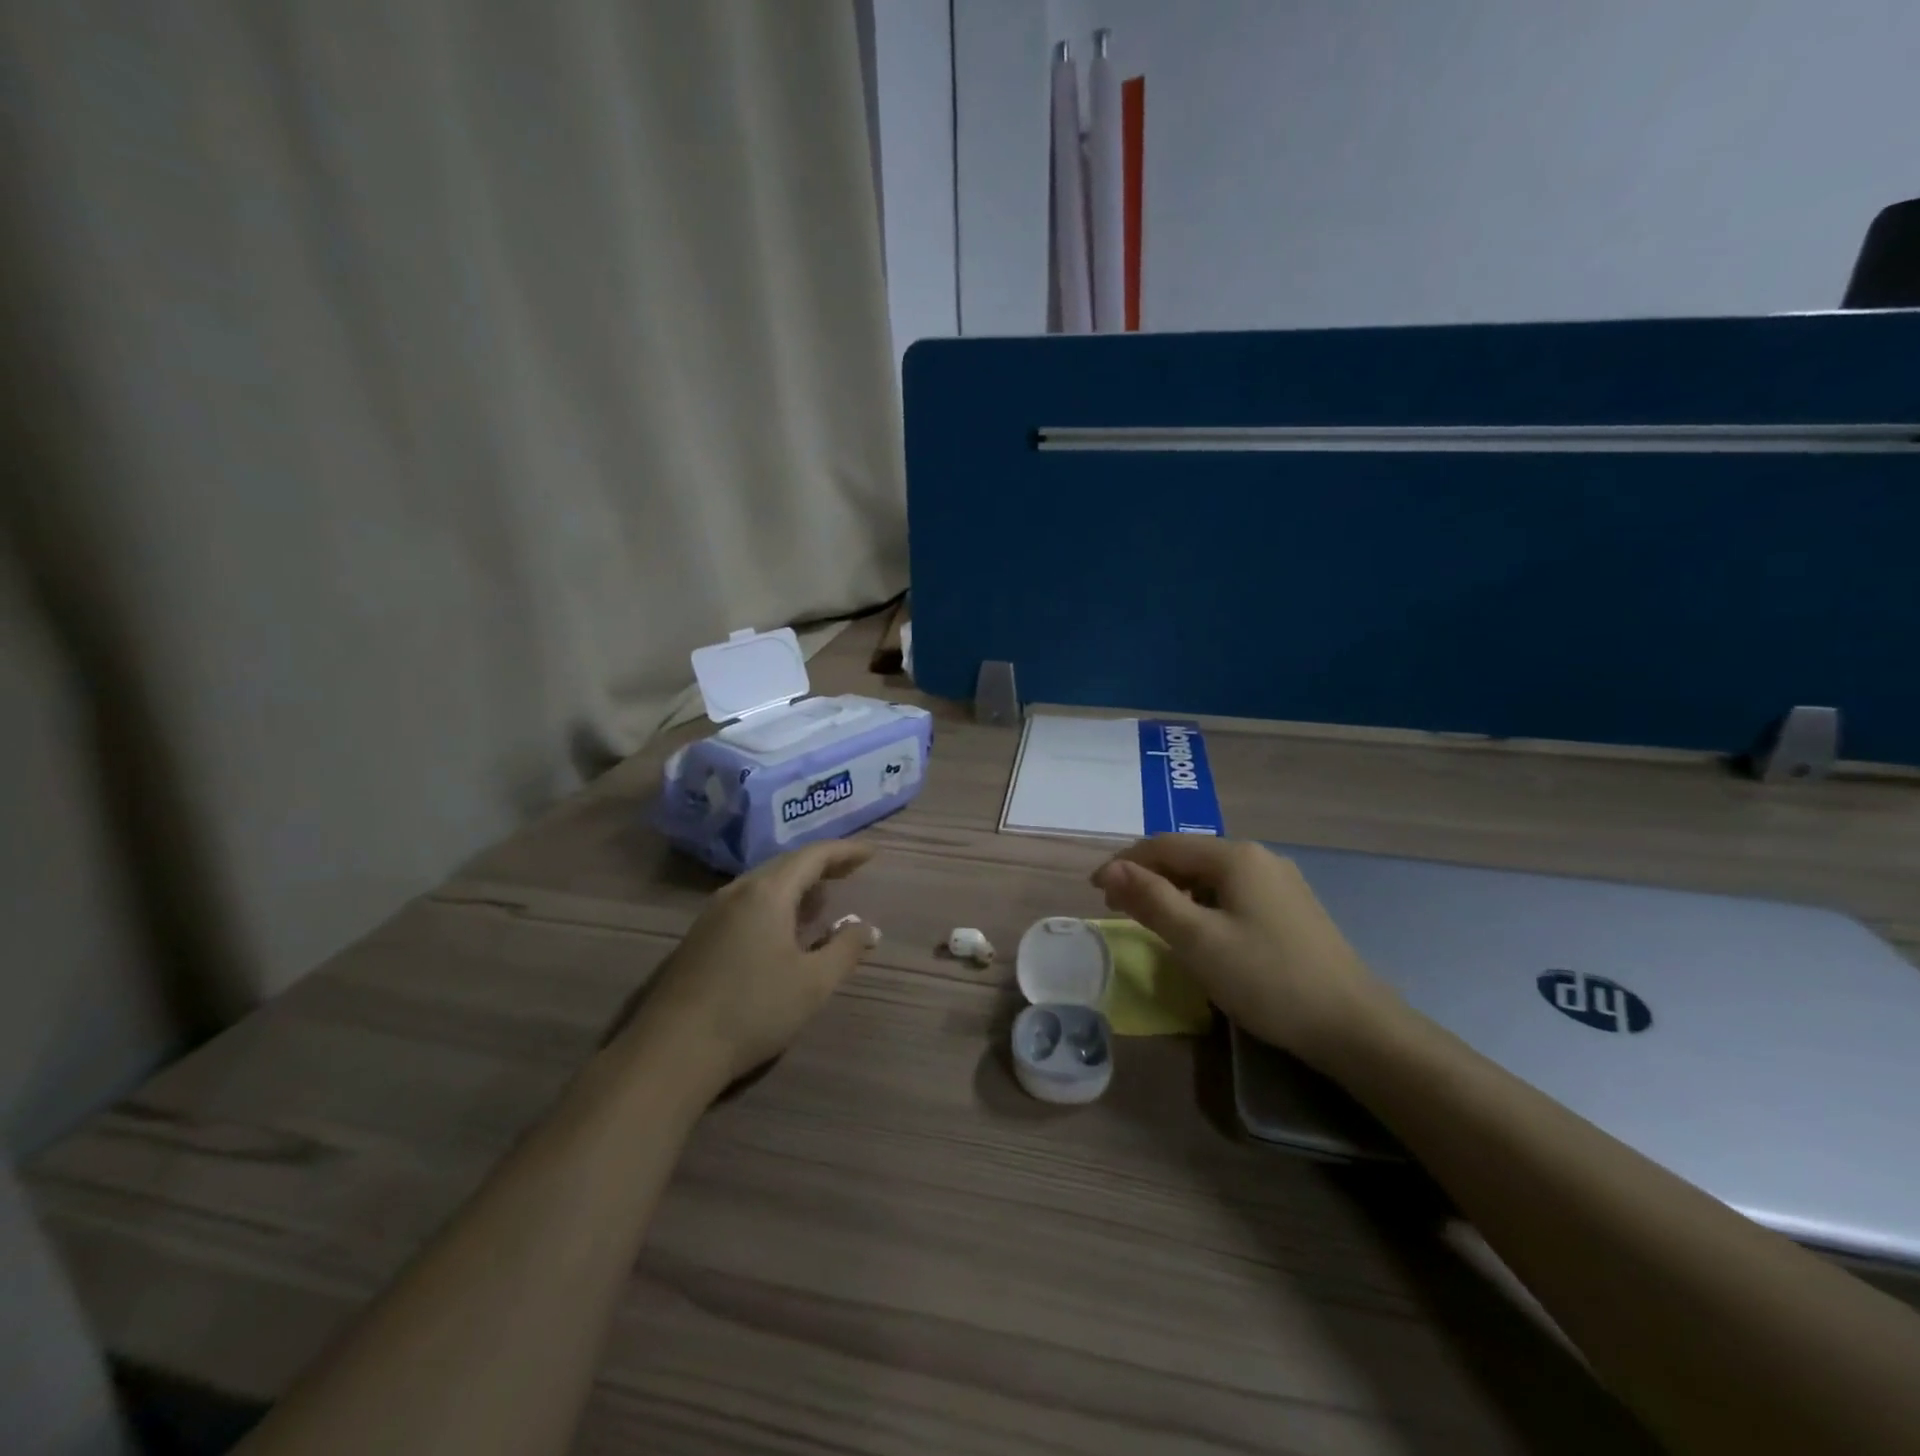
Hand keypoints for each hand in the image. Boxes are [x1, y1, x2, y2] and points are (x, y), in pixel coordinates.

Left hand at [623, 842, 880, 1090]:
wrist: (673, 1051)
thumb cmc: (753, 1010)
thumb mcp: (813, 983)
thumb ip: (846, 949)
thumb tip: (867, 927)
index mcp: (767, 893)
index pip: (812, 856)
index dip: (844, 851)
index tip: (870, 853)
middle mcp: (738, 892)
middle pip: (786, 864)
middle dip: (821, 864)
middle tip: (850, 870)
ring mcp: (713, 914)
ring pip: (763, 884)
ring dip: (797, 884)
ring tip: (823, 897)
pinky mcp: (700, 937)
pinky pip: (747, 903)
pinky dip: (776, 903)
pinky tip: (784, 927)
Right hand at [1091, 836, 1390, 1067]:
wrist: (1354, 1026)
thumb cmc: (1267, 979)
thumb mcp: (1198, 940)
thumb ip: (1151, 900)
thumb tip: (1111, 869)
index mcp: (1235, 856)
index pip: (1163, 845)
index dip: (1124, 863)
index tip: (1094, 890)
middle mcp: (1258, 857)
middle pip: (1187, 856)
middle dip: (1147, 876)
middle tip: (1117, 907)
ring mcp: (1280, 882)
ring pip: (1210, 875)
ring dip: (1173, 890)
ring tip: (1151, 918)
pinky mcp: (1291, 908)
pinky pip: (1231, 892)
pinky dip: (1201, 903)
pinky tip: (1198, 929)